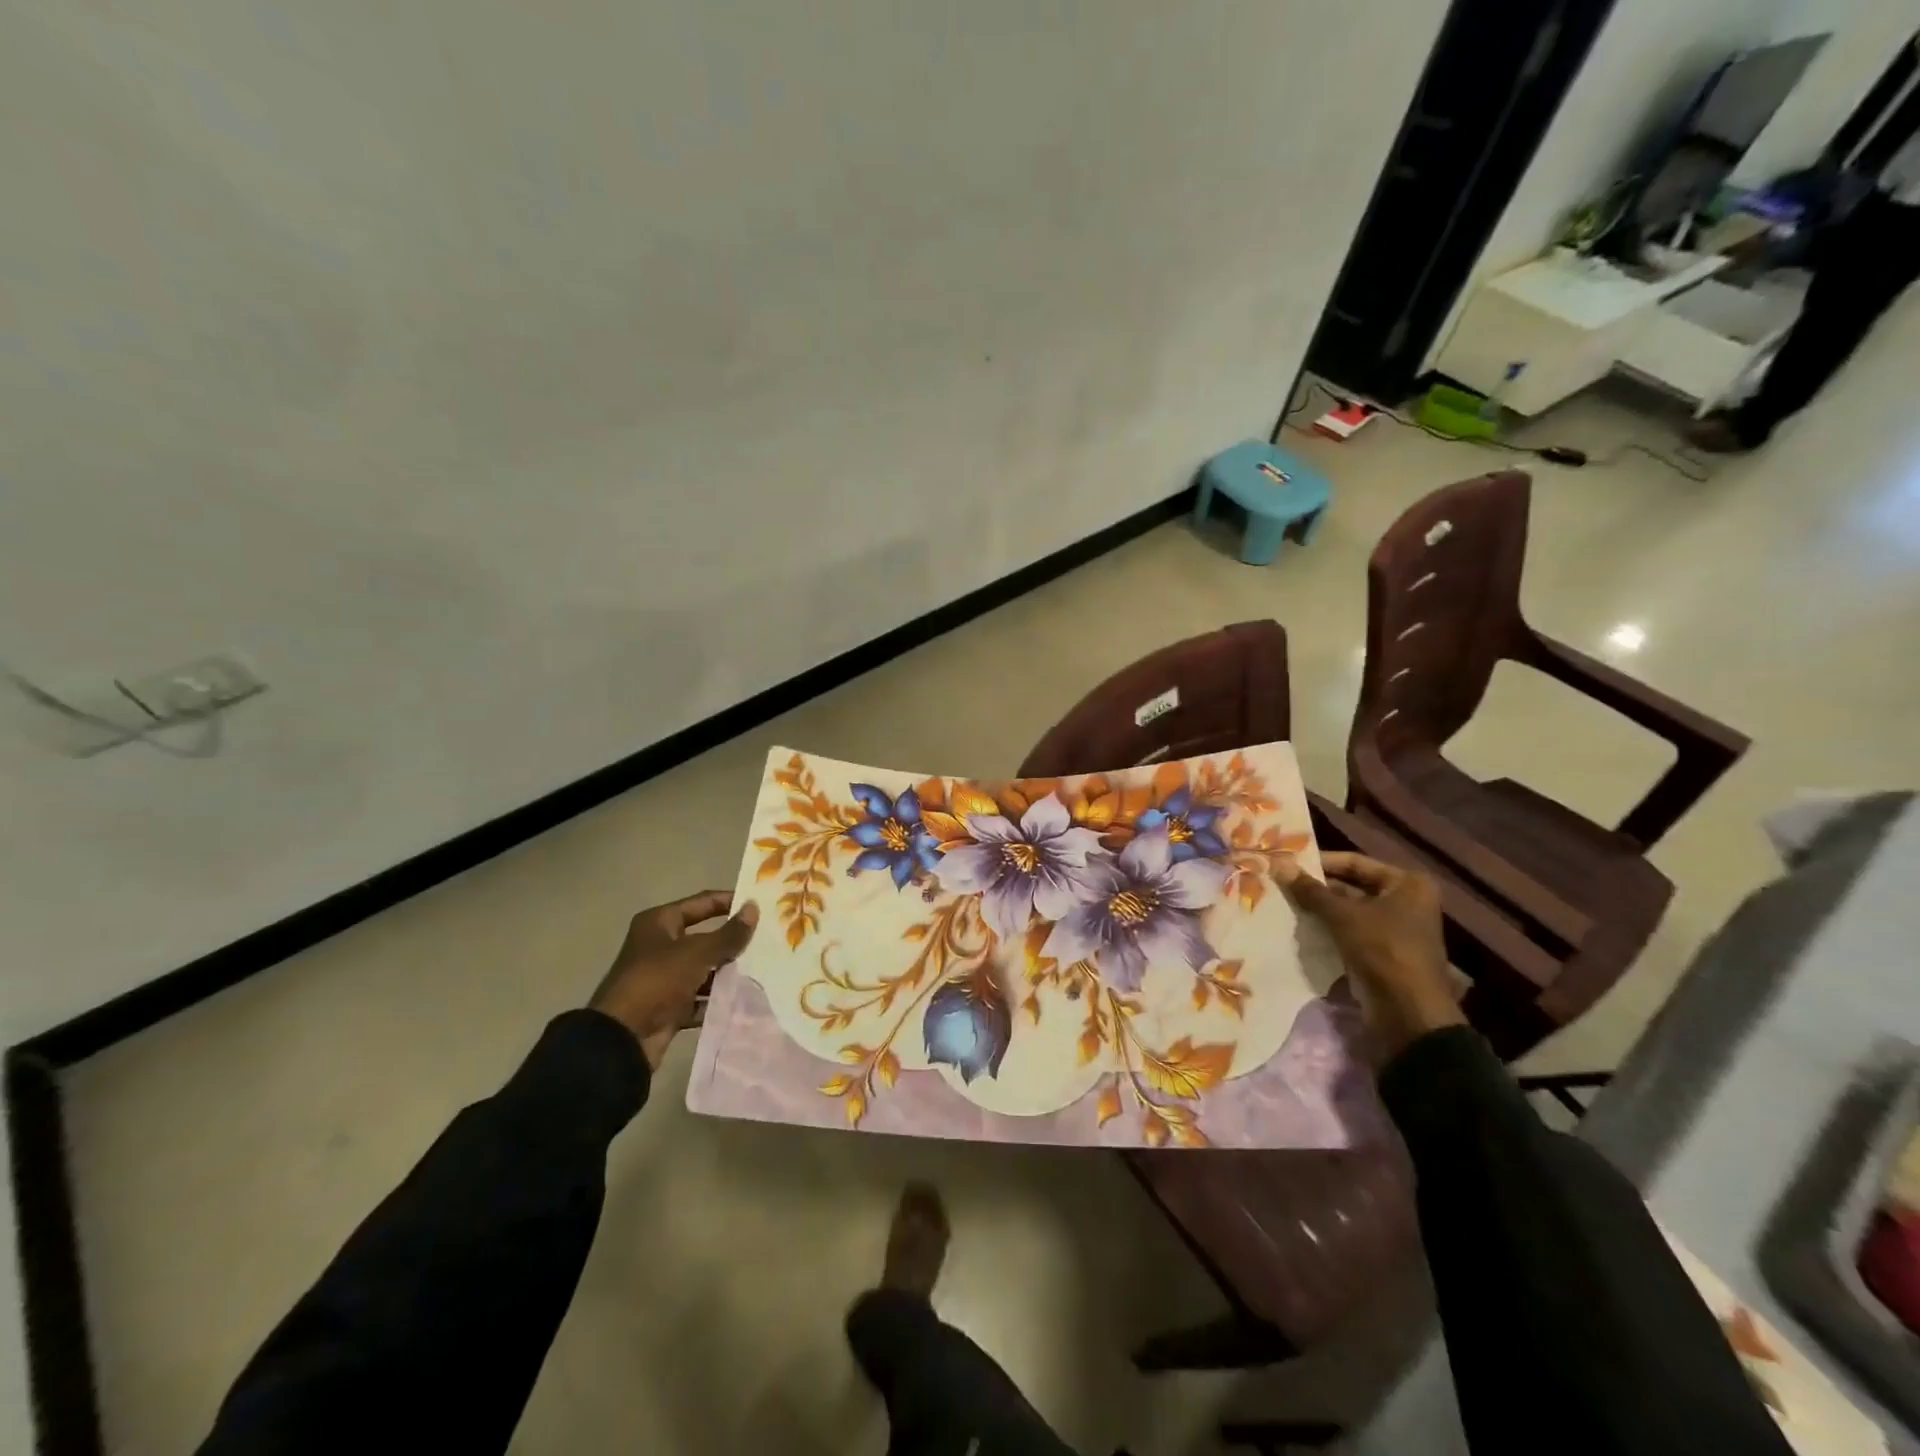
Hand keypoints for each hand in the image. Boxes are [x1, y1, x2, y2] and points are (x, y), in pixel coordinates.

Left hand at [589, 891, 757, 1067]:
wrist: (622, 1039)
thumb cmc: (657, 981)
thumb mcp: (697, 953)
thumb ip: (729, 933)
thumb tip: (754, 907)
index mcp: (660, 923)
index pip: (703, 903)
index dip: (730, 901)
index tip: (760, 905)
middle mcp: (660, 946)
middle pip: (705, 937)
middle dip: (733, 941)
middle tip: (768, 940)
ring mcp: (664, 978)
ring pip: (704, 969)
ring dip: (728, 972)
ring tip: (762, 970)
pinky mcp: (669, 1006)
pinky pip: (700, 997)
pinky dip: (717, 999)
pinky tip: (744, 998)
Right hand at [1276, 852, 1463, 1061]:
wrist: (1409, 1013)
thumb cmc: (1383, 950)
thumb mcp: (1342, 915)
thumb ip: (1310, 890)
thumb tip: (1278, 864)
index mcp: (1406, 883)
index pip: (1355, 861)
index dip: (1320, 862)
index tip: (1287, 863)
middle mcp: (1405, 901)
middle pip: (1352, 885)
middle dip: (1318, 887)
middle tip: (1281, 884)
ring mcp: (1395, 928)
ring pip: (1349, 910)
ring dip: (1320, 909)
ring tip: (1283, 903)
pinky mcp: (1383, 951)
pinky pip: (1350, 931)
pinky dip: (1328, 928)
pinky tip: (1299, 927)